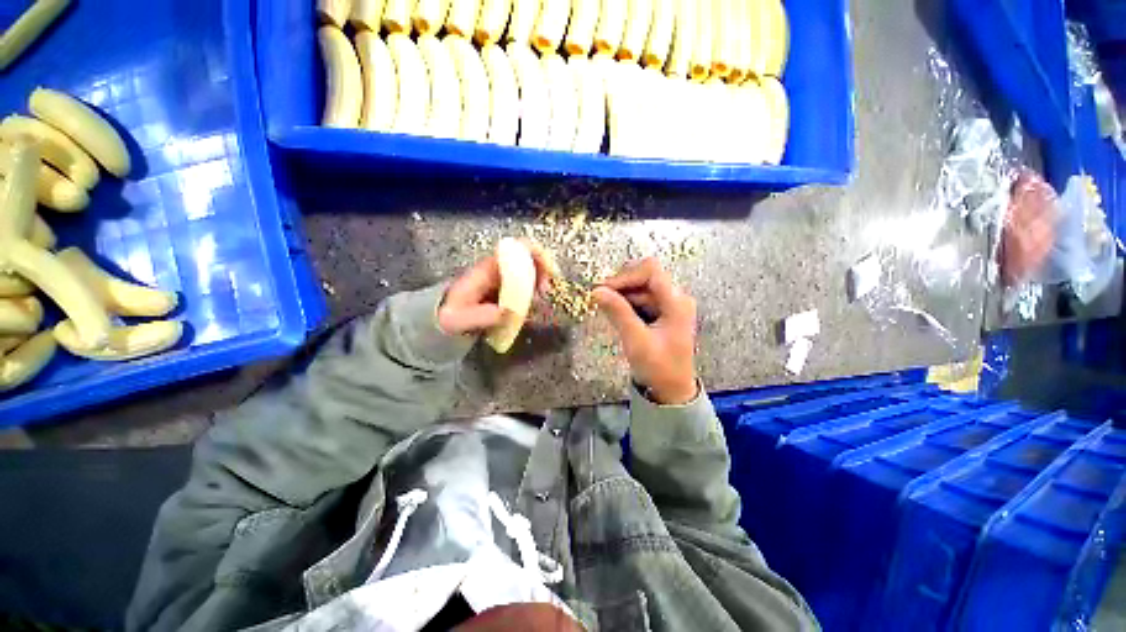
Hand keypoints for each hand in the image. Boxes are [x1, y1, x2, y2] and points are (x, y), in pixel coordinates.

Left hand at [438, 242, 554, 335]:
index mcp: (488, 268)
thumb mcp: (459, 319)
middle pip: (528, 258)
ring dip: (540, 284)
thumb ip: (481, 316)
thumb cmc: (449, 316)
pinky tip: (531, 308)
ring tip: (539, 302)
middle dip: (542, 271)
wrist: (443, 319)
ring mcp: (503, 280)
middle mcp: (498, 270)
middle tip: (544, 292)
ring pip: (529, 273)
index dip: (535, 254)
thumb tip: (508, 311)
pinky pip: (526, 287)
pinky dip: (534, 295)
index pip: (515, 249)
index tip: (548, 271)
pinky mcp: (506, 291)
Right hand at [592, 258, 698, 404]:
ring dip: (622, 295)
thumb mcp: (636, 340)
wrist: (671, 391)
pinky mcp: (662, 313)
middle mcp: (676, 298)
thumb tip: (596, 291)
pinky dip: (626, 304)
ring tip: (605, 309)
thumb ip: (617, 312)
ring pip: (641, 288)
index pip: (651, 271)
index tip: (604, 289)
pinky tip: (616, 315)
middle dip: (622, 285)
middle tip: (601, 298)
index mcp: (676, 302)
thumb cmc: (658, 368)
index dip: (625, 276)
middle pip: (645, 277)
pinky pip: (641, 300)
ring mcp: (670, 305)